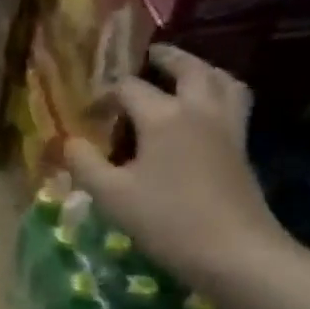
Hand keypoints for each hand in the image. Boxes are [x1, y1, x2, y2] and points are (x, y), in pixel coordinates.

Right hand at [65, 46, 292, 291]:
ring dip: (203, 70)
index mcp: (163, 116)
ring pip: (222, 81)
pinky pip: (233, 103)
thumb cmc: (166, 220)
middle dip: (167, 58)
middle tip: (150, 55)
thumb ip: (85, 163)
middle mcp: (198, 111)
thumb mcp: (111, 195)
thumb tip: (68, 142)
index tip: (88, 112)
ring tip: (186, 74)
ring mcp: (227, 128)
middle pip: (188, 69)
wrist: (235, 253)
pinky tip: (203, 112)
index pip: (129, 88)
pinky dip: (218, 93)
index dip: (104, 95)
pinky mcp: (242, 148)